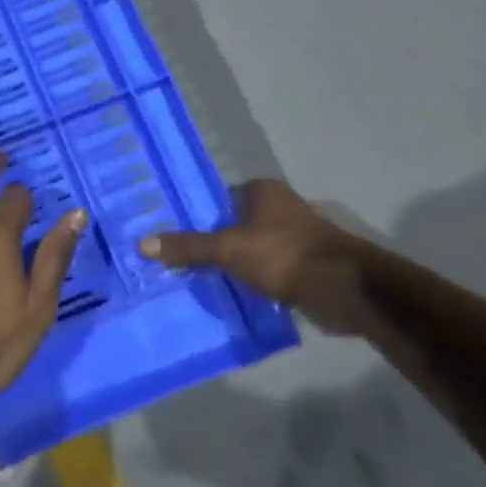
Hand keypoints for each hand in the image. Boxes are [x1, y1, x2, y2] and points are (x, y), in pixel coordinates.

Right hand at [139, 179, 372, 333]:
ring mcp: (293, 237)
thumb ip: (189, 248)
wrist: (342, 288)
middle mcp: (278, 207)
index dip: (195, 216)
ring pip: (249, 249)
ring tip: (196, 280)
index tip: (171, 235)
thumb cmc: (283, 254)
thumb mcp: (228, 250)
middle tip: (176, 260)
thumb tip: (142, 244)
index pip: (218, 198)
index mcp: (262, 191)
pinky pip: (265, 270)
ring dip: (231, 264)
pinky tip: (229, 295)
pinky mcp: (302, 265)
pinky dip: (250, 280)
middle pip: (233, 224)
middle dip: (211, 242)